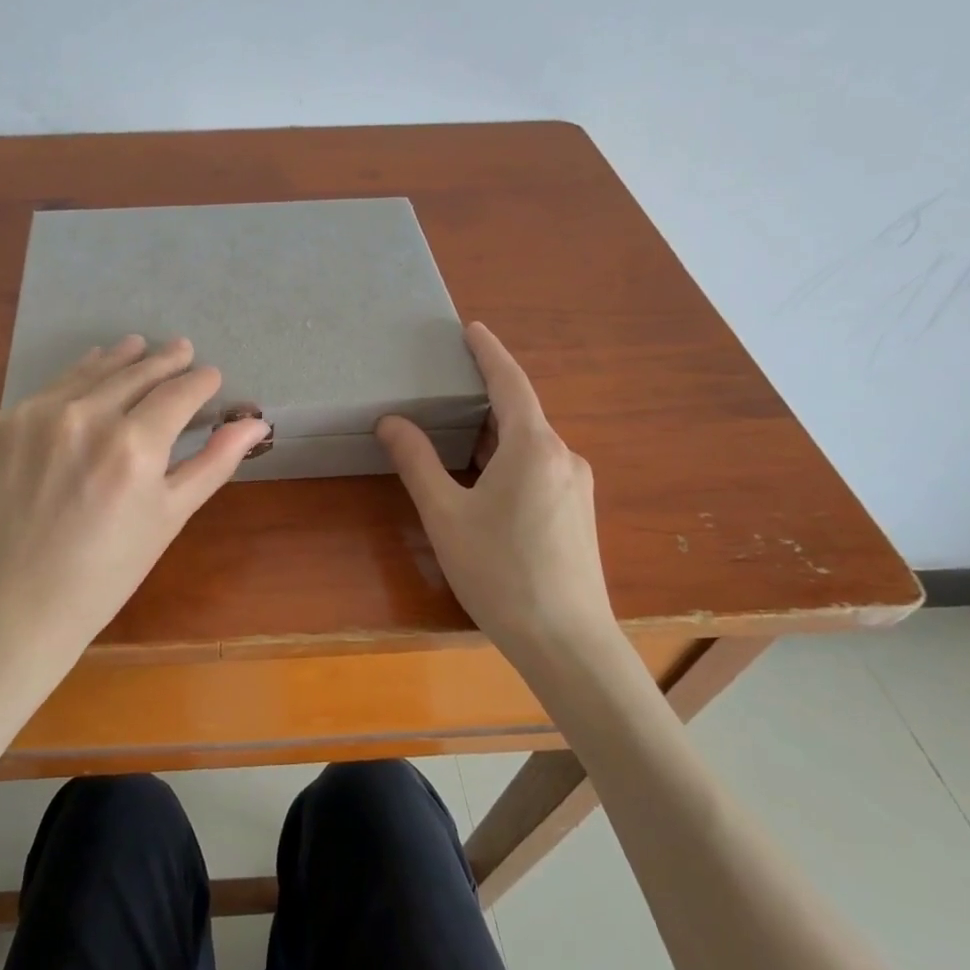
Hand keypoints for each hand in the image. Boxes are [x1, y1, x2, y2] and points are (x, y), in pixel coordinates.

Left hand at [0, 335, 269, 696]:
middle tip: (181, 348)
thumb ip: (213, 463)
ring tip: (136, 345)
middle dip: (164, 360)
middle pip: (135, 372)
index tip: (210, 375)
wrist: (15, 607)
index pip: (178, 393)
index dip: (200, 381)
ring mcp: (34, 416)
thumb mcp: (169, 518)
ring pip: (88, 372)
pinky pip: (46, 393)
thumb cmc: (106, 573)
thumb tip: (257, 423)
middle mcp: (83, 417)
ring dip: (118, 359)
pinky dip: (72, 384)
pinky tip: (84, 383)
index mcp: (133, 446)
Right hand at [376, 322, 616, 657]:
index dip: (489, 352)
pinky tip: (485, 480)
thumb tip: (392, 422)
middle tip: (447, 386)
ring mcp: (576, 486)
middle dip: (485, 395)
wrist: (566, 641)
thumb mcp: (445, 515)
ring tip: (456, 433)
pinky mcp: (578, 512)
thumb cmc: (500, 572)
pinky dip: (508, 458)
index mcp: (532, 447)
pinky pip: (540, 467)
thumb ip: (417, 463)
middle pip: (521, 412)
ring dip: (495, 432)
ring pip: (530, 443)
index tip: (471, 328)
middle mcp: (563, 456)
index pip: (510, 382)